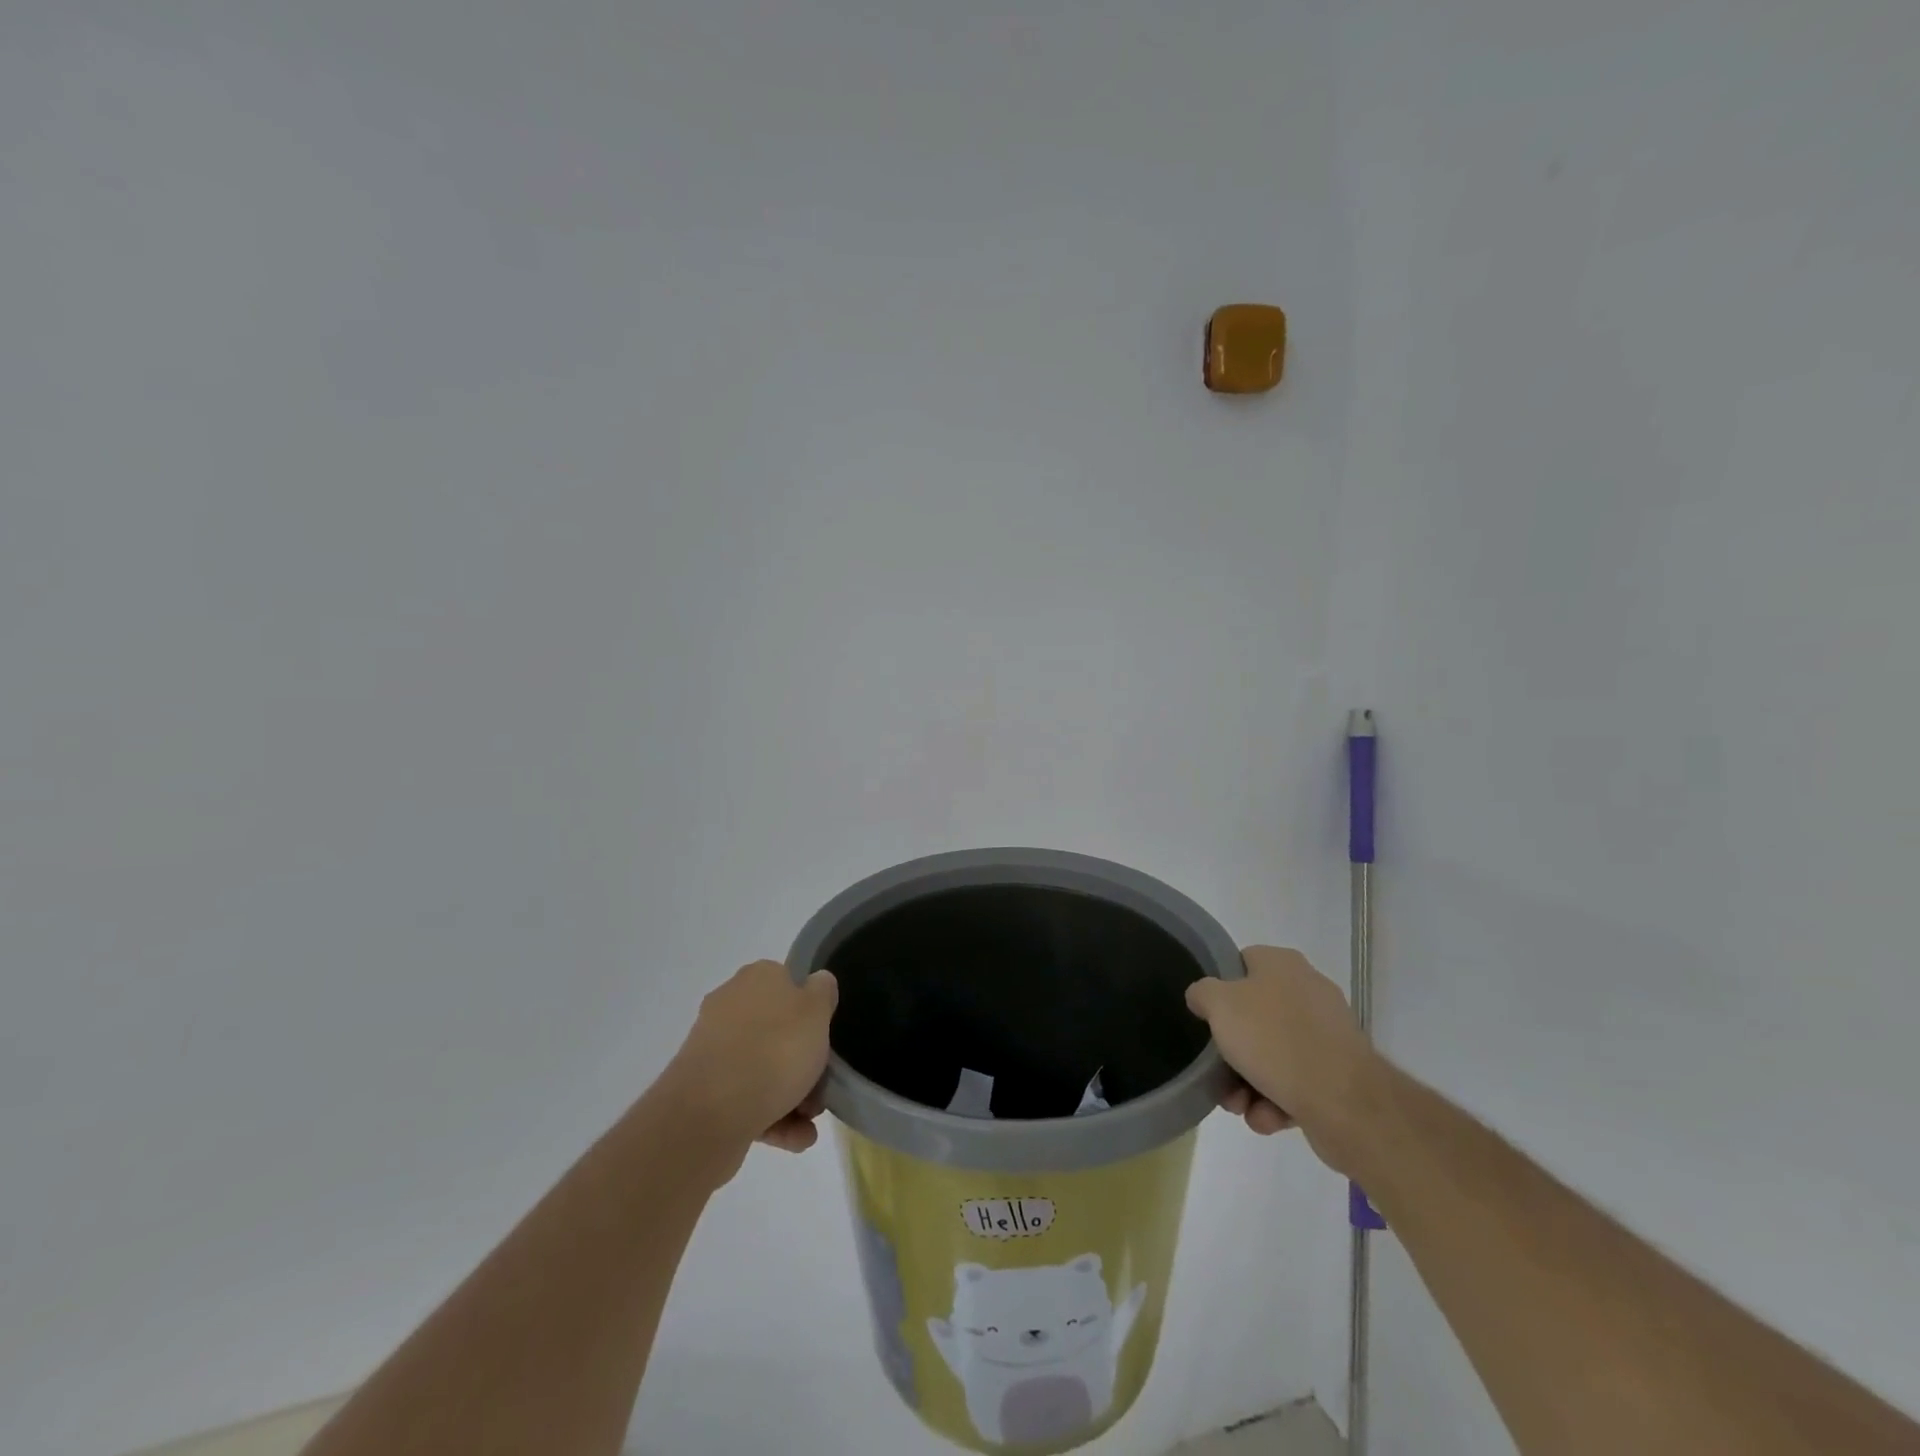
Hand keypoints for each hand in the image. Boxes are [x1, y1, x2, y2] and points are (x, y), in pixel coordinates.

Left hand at [656, 960, 837, 1170]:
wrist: (708, 1115)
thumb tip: (817, 982)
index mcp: (757, 978)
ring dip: (792, 1096)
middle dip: (804, 1063)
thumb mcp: (816, 1011)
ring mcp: (714, 1049)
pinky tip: (795, 1138)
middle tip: (821, 1089)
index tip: (827, 1039)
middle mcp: (731, 1006)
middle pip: (779, 1031)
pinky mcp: (704, 1090)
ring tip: (809, 1124)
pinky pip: (747, 1098)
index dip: (813, 1012)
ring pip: (763, 1068)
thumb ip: (823, 992)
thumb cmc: (774, 1051)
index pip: (790, 984)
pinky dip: (772, 1117)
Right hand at [1186, 945, 1381, 1173]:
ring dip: (1249, 1083)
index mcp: (1282, 964)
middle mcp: (1308, 991)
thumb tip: (1203, 996)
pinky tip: (1267, 1118)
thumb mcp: (1219, 1005)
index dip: (1219, 988)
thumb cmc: (1273, 1039)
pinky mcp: (1339, 1074)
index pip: (1242, 963)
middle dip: (1232, 1051)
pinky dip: (1277, 1101)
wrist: (1344, 1102)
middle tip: (1217, 1073)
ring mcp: (1327, 1034)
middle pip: (1254, 1016)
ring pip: (1273, 1054)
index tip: (1206, 1016)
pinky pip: (1296, 1082)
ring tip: (1240, 1107)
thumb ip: (1203, 992)